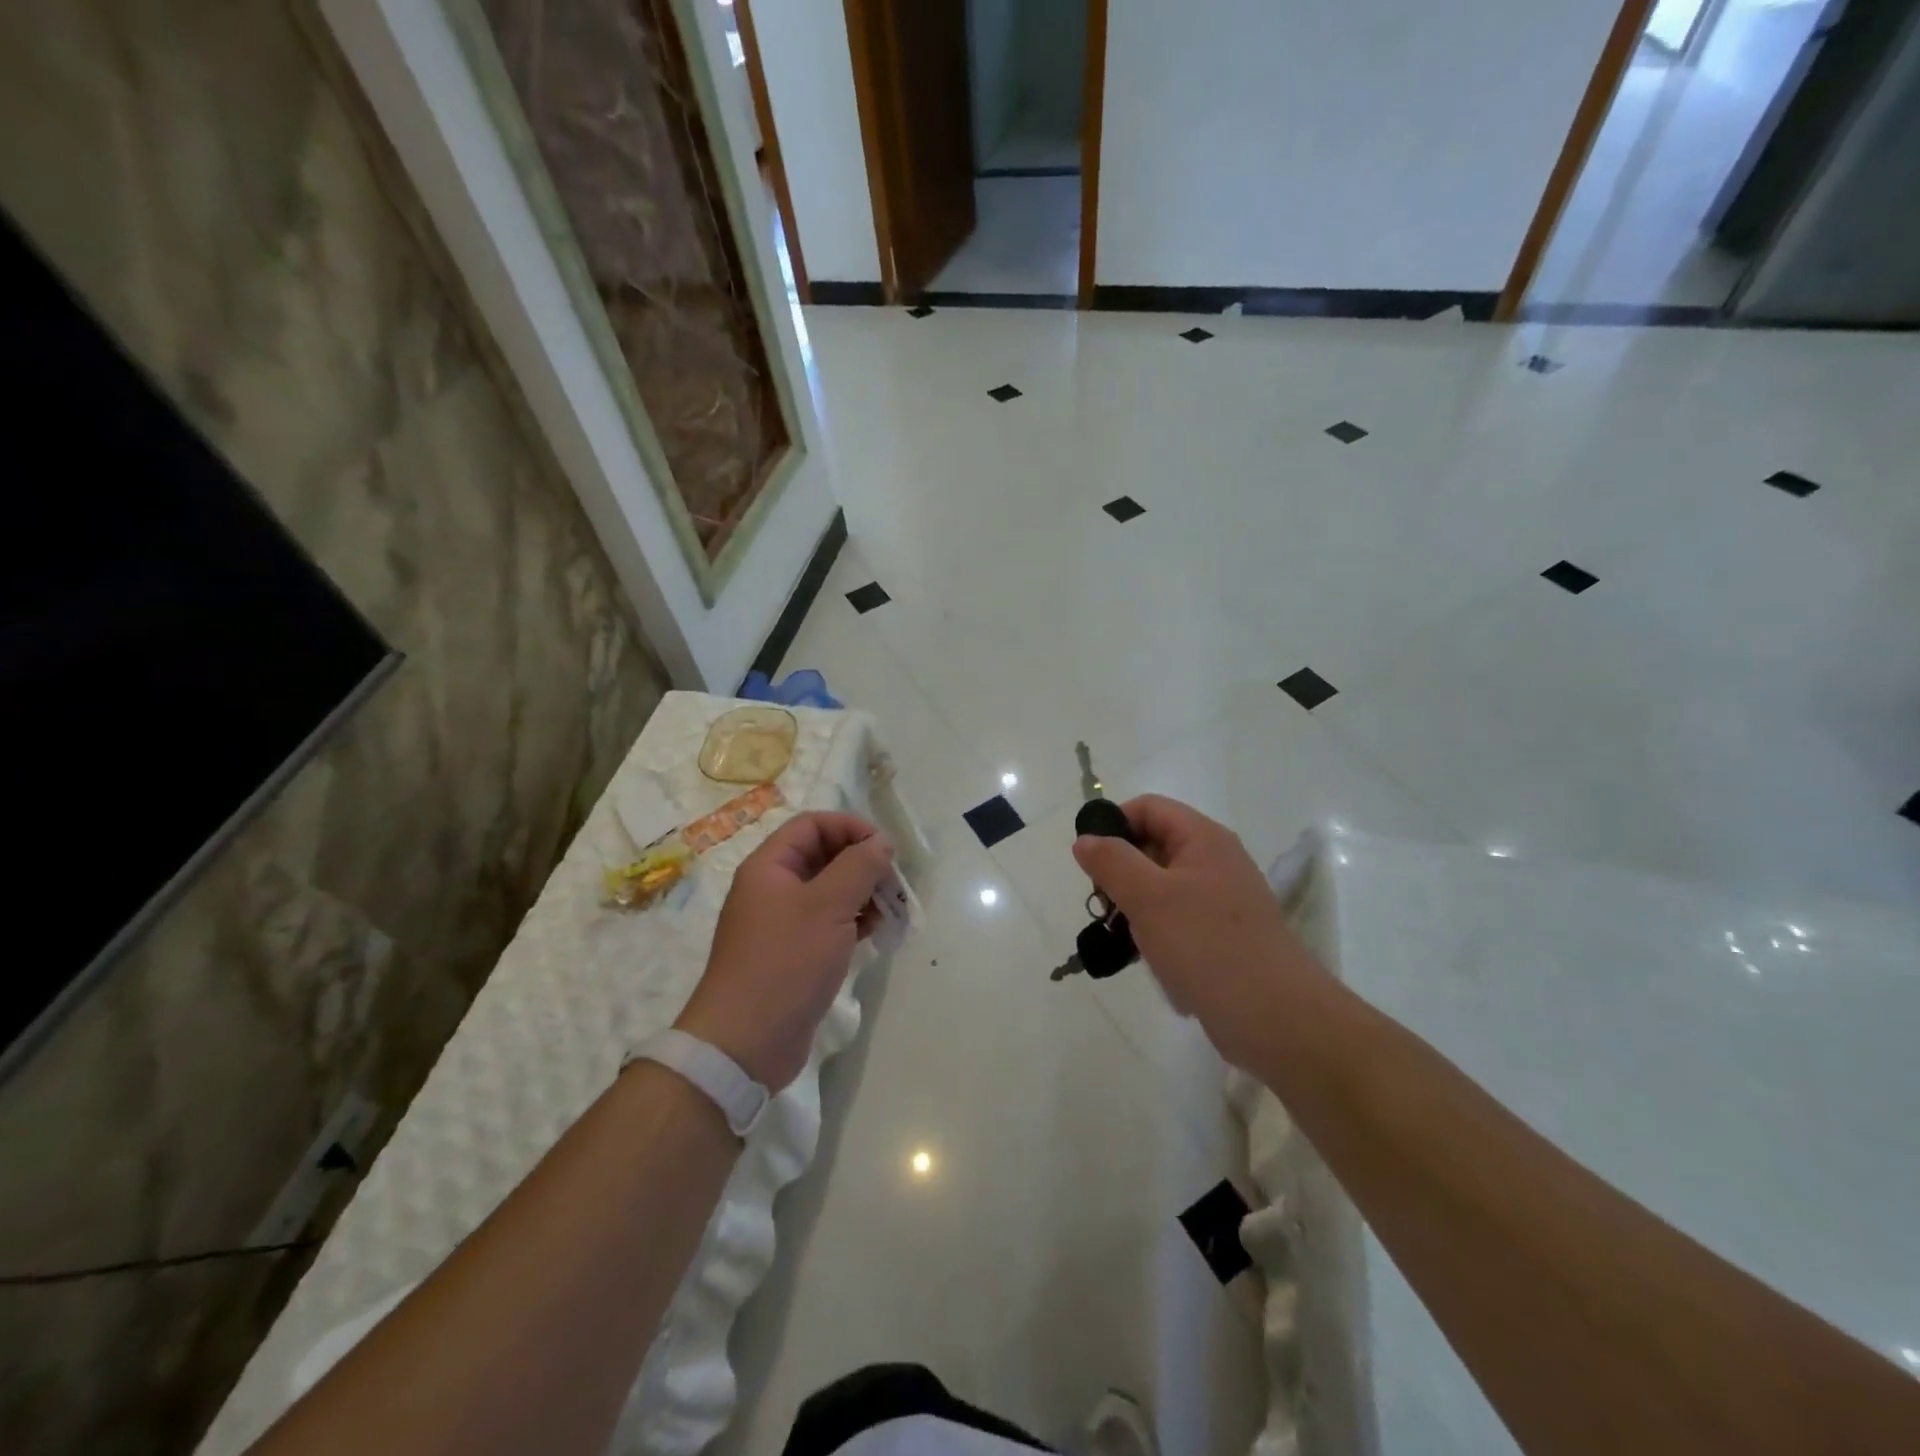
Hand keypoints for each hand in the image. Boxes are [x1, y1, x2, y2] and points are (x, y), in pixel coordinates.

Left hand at [676, 811, 894, 1090]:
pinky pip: (827, 923)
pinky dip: (853, 922)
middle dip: (861, 862)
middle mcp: (772, 889)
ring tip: (890, 910)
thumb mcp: (829, 906)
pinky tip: (876, 933)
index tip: (885, 848)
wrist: (745, 1043)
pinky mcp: (793, 955)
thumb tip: (880, 843)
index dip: (850, 827)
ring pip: (828, 892)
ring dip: (862, 893)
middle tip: (893, 882)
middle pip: (822, 856)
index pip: (812, 825)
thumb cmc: (786, 962)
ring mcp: (781, 924)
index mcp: (769, 867)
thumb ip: (859, 867)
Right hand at [1072, 795, 1324, 1068]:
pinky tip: (1150, 962)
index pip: (1149, 808)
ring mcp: (1222, 901)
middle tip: (1103, 905)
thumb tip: (1085, 840)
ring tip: (1123, 939)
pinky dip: (1158, 935)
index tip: (1090, 862)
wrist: (1275, 1018)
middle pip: (1154, 846)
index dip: (1114, 824)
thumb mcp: (1148, 897)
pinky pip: (1179, 921)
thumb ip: (1111, 862)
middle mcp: (1216, 861)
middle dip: (1121, 872)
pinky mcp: (1224, 936)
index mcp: (1203, 838)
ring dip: (1136, 908)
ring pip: (1162, 888)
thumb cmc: (1206, 945)